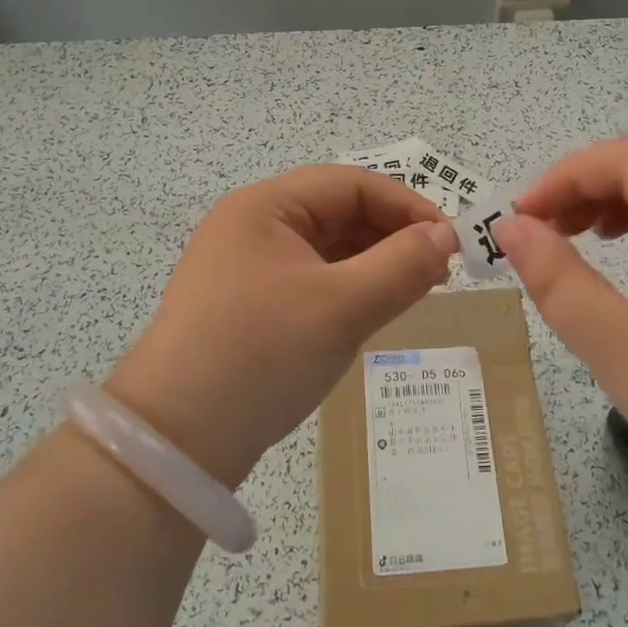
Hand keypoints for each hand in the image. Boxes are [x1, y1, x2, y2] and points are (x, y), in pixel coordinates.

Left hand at [106, 166, 458, 486]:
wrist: (176, 442)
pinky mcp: (247, 307)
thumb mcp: (343, 306)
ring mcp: (245, 268)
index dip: (407, 206)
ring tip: (414, 291)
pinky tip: (372, 311)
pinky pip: (311, 281)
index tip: (451, 242)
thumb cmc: (262, 354)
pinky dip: (347, 289)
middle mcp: (251, 227)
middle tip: (439, 272)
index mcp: (265, 207)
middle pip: (337, 213)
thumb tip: (446, 236)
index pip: (351, 184)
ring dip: (373, 264)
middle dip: (391, 236)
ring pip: (326, 250)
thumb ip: (403, 265)